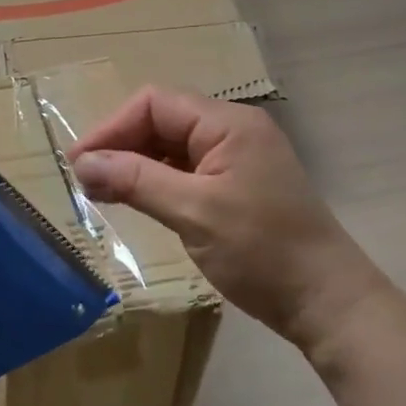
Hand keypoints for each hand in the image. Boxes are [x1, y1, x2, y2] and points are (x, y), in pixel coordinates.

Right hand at [69, 87, 382, 350]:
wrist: (326, 302)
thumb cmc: (263, 251)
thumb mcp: (194, 213)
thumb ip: (136, 181)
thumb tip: (82, 163)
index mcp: (228, 123)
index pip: (155, 103)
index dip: (112, 128)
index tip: (79, 164)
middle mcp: (232, 130)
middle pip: (162, 121)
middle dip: (121, 145)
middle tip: (85, 182)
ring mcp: (236, 158)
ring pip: (171, 147)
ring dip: (135, 164)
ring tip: (102, 193)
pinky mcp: (236, 185)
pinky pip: (185, 170)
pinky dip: (156, 181)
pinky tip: (136, 201)